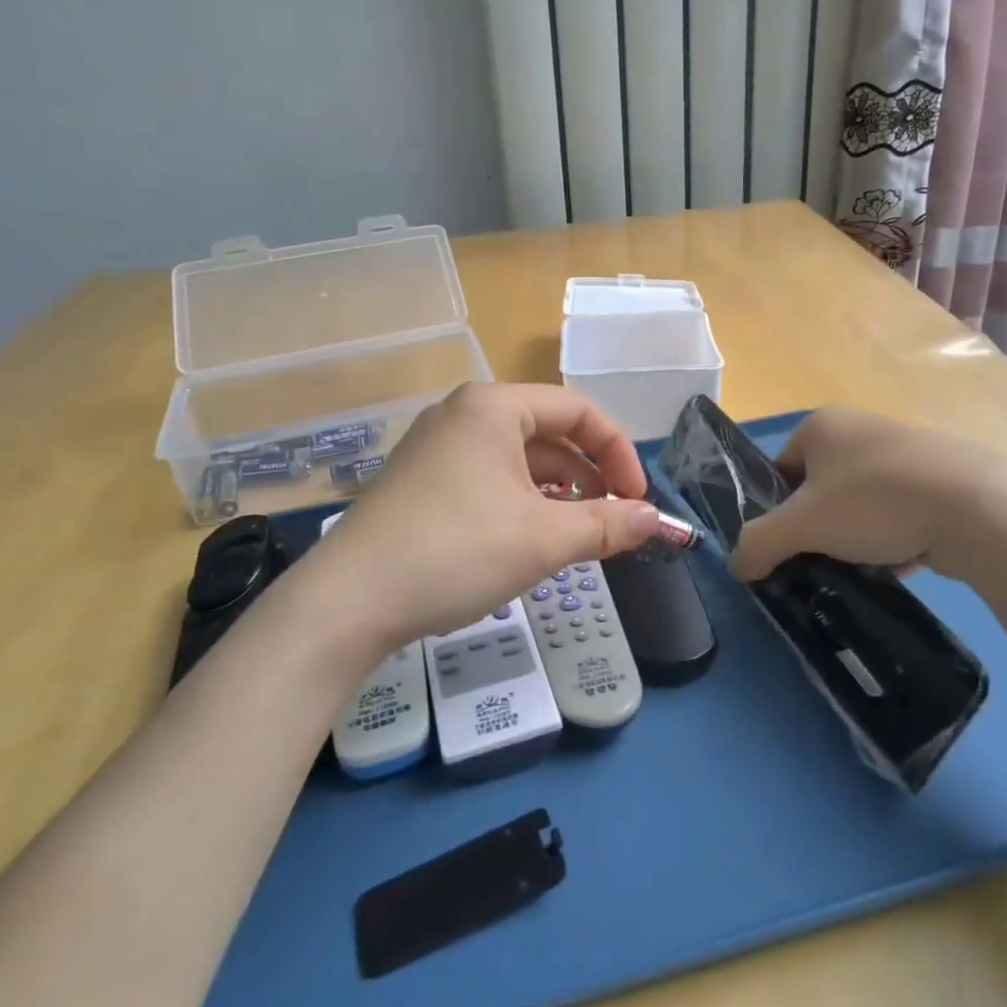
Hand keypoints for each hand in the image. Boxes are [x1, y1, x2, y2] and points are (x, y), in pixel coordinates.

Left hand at [312, 383, 661, 646]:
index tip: (639, 501)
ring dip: (556, 491)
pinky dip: (520, 500)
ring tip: (576, 532)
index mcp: (494, 405)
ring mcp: (437, 445)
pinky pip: (488, 476)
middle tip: (612, 521)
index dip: (619, 453)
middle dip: (589, 475)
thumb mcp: (543, 539)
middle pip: (548, 432)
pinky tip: (529, 537)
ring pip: (518, 458)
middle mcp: (463, 412)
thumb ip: (608, 524)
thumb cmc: (456, 551)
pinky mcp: (421, 478)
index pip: (579, 411)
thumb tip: (657, 521)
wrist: (350, 600)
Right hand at [728, 408, 1006, 585]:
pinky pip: (900, 510)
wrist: (976, 509)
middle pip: (820, 489)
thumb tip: (738, 567)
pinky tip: (902, 561)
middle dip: (820, 527)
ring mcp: (905, 449)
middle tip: (825, 558)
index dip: (778, 511)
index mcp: (821, 425)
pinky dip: (894, 536)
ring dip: (857, 536)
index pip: (779, 470)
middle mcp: (860, 426)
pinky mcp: (942, 475)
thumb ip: (758, 544)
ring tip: (866, 566)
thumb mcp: (801, 527)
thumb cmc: (873, 502)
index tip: (792, 543)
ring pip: (861, 503)